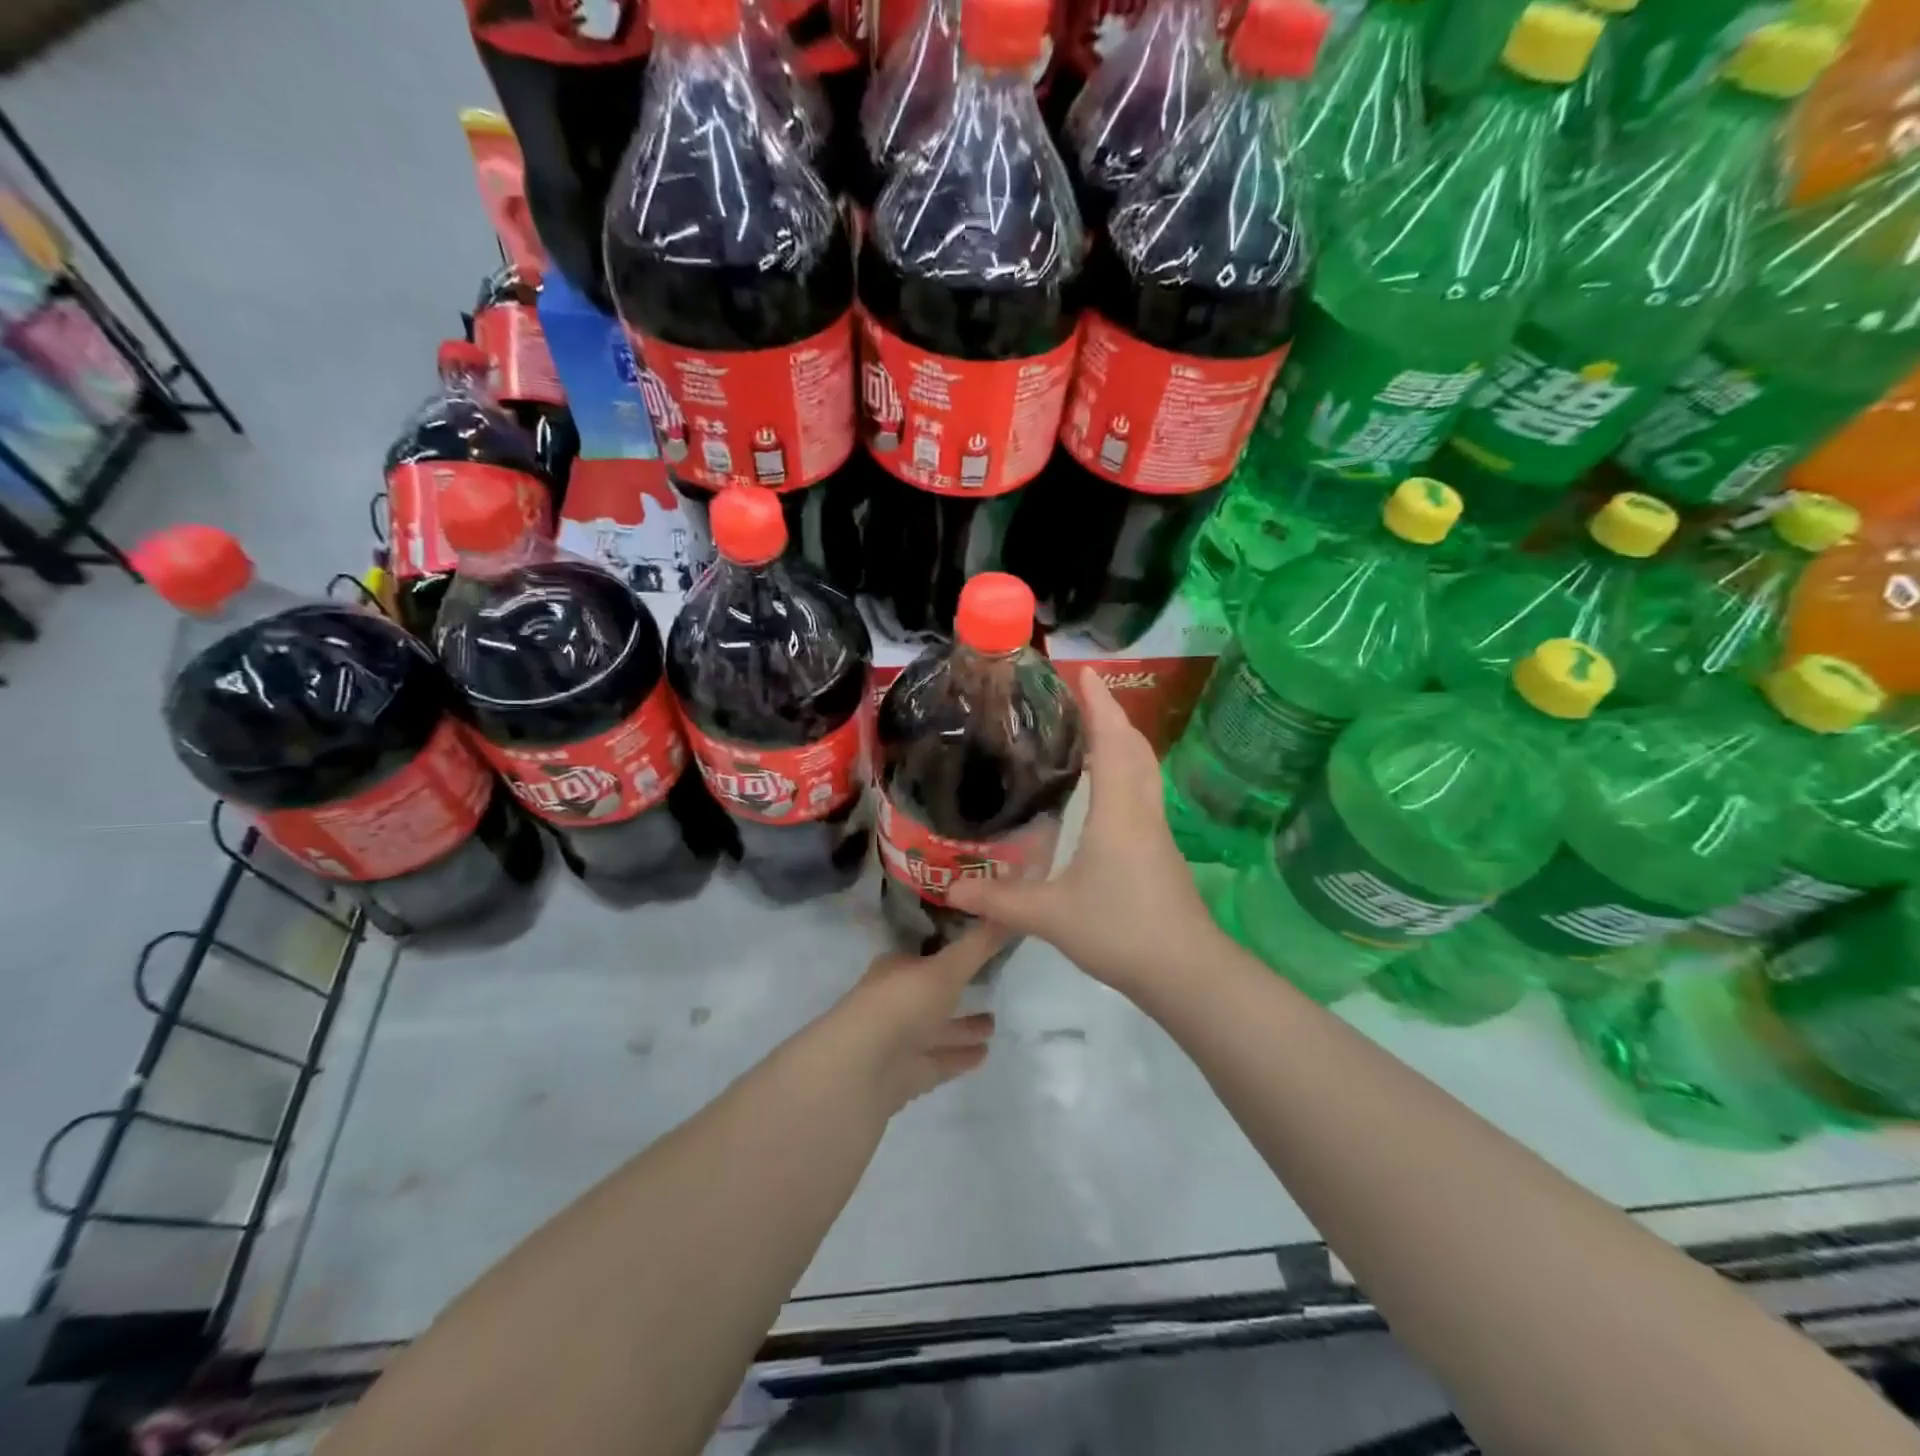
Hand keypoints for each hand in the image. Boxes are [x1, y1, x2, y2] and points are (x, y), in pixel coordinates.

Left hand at [827, 925, 1002, 1112]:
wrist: (862, 1068)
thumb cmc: (902, 1003)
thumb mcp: (946, 968)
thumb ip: (978, 945)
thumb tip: (1009, 911)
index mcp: (897, 969)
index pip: (926, 955)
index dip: (951, 950)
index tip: (978, 946)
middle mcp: (896, 1000)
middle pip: (932, 993)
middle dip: (958, 991)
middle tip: (991, 986)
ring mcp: (899, 1039)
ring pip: (936, 1029)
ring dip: (962, 1027)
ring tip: (994, 1024)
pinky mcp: (905, 1074)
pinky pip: (938, 1060)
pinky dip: (958, 1056)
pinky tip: (984, 1054)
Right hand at [948, 668, 1218, 994]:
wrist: (1185, 971)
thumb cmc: (1120, 930)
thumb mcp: (1050, 916)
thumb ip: (999, 899)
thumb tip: (952, 887)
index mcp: (1118, 810)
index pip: (1111, 741)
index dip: (1099, 704)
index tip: (1083, 672)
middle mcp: (1141, 810)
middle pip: (1134, 747)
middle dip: (1111, 715)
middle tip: (1079, 697)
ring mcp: (1155, 831)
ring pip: (1144, 770)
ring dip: (1121, 742)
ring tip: (1089, 732)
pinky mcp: (1159, 850)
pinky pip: (1142, 792)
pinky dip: (1125, 772)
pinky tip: (1103, 790)